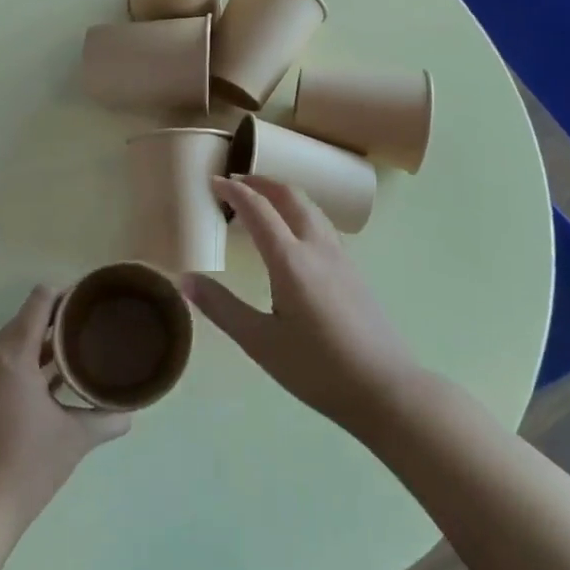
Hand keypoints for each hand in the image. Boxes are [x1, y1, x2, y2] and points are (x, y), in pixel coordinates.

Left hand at [0, 286, 130, 539]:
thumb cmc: (28, 467)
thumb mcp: (74, 438)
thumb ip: (106, 418)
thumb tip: (132, 412)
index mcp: (12, 356)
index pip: (39, 301)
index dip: (65, 292)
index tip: (91, 297)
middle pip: (26, 318)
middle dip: (57, 316)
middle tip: (91, 320)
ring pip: (14, 341)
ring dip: (43, 339)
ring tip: (79, 344)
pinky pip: (5, 361)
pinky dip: (29, 359)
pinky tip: (55, 376)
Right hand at [190, 175, 420, 434]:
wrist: (385, 388)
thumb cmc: (317, 368)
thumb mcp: (260, 343)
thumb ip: (222, 307)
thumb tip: (184, 279)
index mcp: (290, 260)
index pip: (258, 209)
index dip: (234, 191)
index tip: (213, 181)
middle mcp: (316, 247)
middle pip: (289, 196)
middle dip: (261, 182)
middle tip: (236, 182)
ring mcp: (340, 256)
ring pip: (310, 207)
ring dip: (282, 193)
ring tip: (262, 200)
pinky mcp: (353, 270)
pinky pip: (321, 223)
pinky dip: (299, 211)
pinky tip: (293, 233)